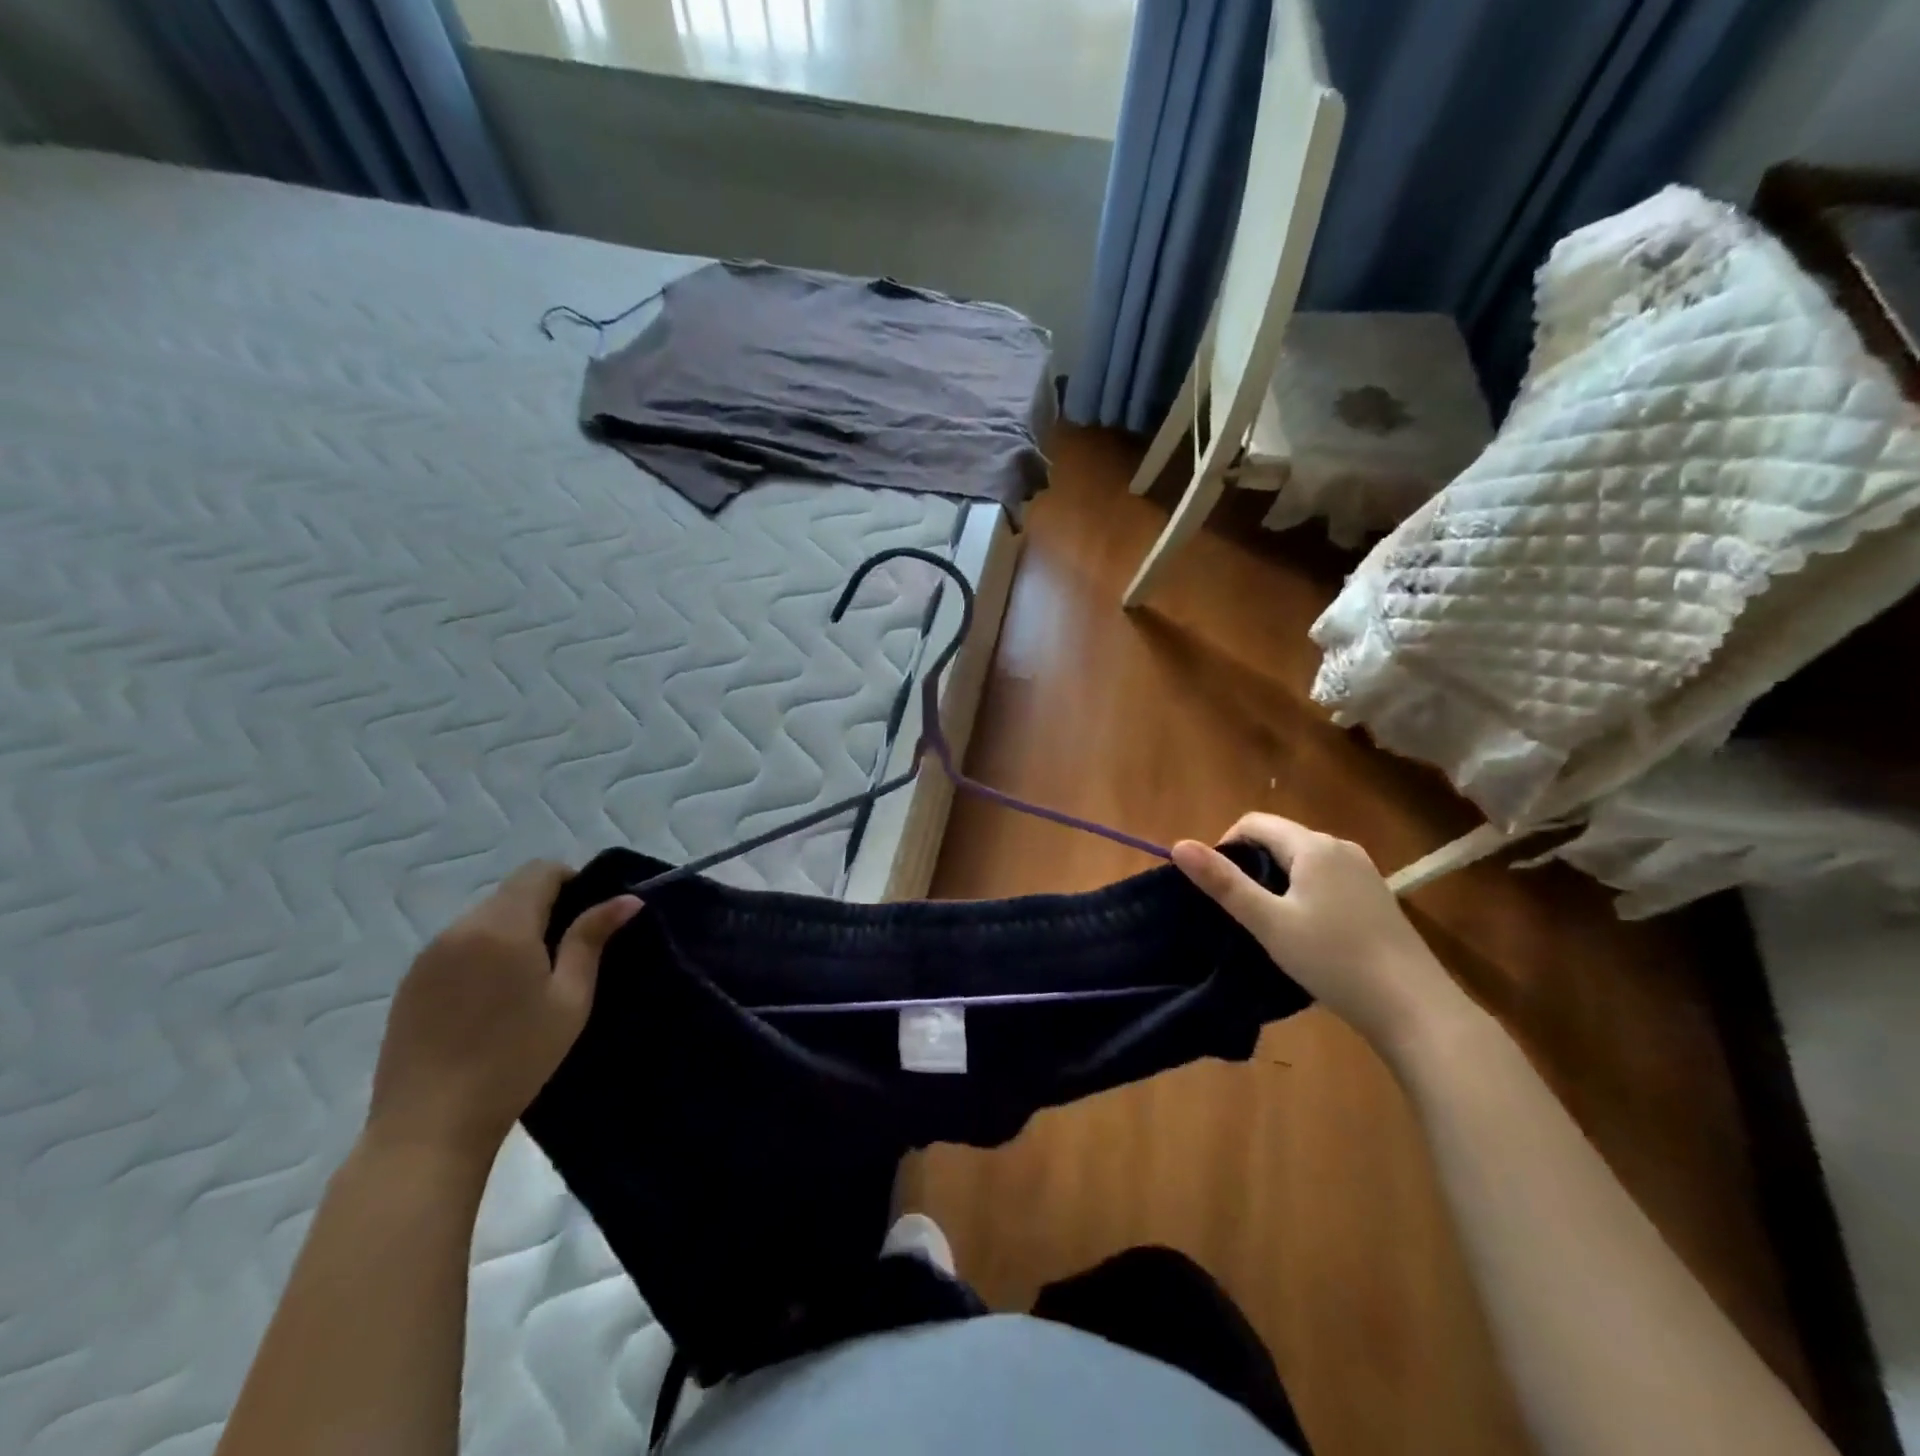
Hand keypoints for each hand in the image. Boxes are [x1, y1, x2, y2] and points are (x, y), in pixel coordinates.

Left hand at [366, 862, 640, 1165]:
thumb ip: (592, 939)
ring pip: (483, 918)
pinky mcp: (410, 982)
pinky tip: (490, 1000)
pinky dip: (482, 954)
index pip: (540, 870)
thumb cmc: (515, 1059)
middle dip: (543, 908)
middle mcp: (460, 928)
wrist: (429, 1126)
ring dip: (512, 931)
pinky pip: (457, 946)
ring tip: (527, 981)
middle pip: (511, 892)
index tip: (588, 916)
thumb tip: (627, 898)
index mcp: (503, 926)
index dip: (571, 880)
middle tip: (566, 954)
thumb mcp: (570, 998)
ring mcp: (428, 955)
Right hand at [1173, 814, 1467, 1055]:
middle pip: (1279, 838)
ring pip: (1303, 860)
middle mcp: (1340, 847)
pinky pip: (1326, 878)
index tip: (1219, 888)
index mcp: (1312, 846)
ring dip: (1278, 881)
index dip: (1226, 846)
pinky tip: (1309, 933)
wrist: (1414, 1007)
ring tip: (1271, 924)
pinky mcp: (1376, 895)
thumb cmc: (1333, 959)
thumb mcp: (1268, 922)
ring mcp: (1364, 871)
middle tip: (1242, 911)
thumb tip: (1178, 844)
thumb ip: (1223, 883)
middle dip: (1252, 865)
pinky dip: (1305, 893)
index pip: (1253, 822)